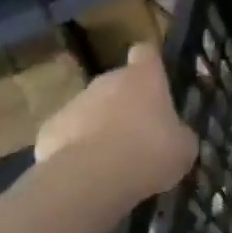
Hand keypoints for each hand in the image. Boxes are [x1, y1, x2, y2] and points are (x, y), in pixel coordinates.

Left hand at [36, 44, 198, 200]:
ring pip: (90, 109)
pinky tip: (85, 171)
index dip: (151, 64)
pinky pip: (67, 134)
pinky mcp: (48, 130)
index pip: (146, 53)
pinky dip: (75, 148)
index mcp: (144, 77)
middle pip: (117, 83)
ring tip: (112, 159)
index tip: (156, 79)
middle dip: (126, 103)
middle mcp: (107, 81)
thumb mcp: (183, 146)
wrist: (91, 180)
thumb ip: (178, 133)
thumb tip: (174, 135)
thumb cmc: (150, 152)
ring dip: (100, 126)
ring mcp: (74, 103)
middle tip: (140, 133)